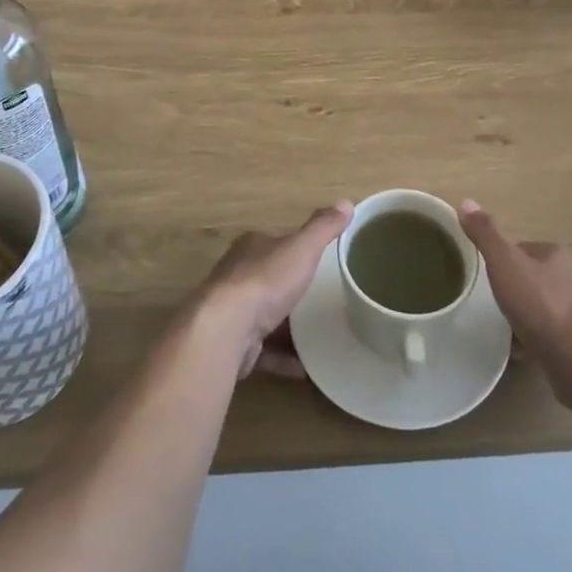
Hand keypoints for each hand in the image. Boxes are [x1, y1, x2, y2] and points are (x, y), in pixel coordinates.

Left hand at [196, 201, 352, 379]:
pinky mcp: (233, 345)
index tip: (316, 261)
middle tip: (321, 300)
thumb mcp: (301, 248)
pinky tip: (306, 368)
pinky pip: (263, 351)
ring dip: (287, 328)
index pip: (273, 244)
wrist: (225, 330)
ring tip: (318, 337)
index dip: (292, 250)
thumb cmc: (265, 281)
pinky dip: (283, 358)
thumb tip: (346, 202)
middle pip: (267, 280)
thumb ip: (323, 228)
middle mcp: (237, 277)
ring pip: (264, 317)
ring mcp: (232, 313)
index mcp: (251, 249)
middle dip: (289, 289)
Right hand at [455, 200, 571, 408]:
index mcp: (556, 253)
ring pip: (540, 306)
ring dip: (523, 315)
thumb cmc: (540, 303)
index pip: (521, 248)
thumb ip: (485, 234)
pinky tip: (517, 350)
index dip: (501, 259)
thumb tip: (466, 202)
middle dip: (513, 288)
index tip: (483, 274)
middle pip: (532, 277)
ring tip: (500, 326)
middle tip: (489, 301)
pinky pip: (548, 333)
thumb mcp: (504, 263)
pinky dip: (532, 338)